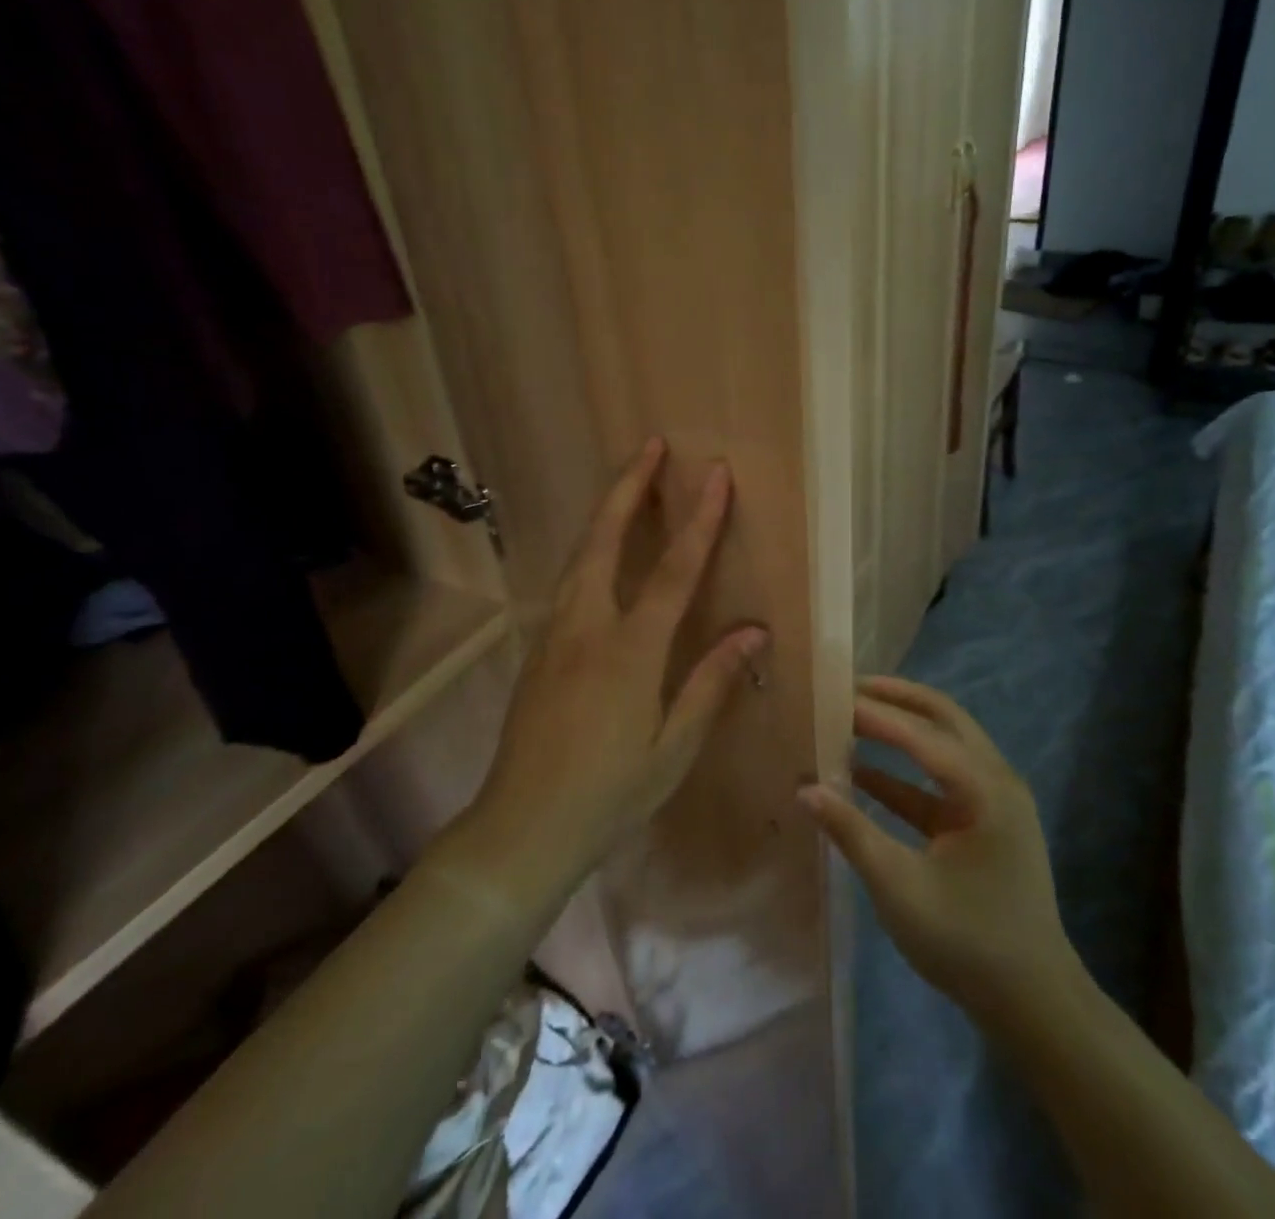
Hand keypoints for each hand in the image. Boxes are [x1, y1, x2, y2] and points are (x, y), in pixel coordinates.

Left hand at [470, 437, 766, 884]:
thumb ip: (711, 682)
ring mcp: (554, 636)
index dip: (699, 519)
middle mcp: (587, 628)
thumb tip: (753, 631)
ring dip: (605, 513)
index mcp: (629, 651)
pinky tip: (599, 554)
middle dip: (629, 487)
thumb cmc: (609, 795)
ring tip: (627, 485)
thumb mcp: (673, 748)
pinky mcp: (538, 651)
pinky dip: (589, 550)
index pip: (673, 571)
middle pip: (605, 540)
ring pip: (579, 556)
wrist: (521, 830)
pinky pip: (567, 584)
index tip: (715, 475)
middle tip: (649, 445)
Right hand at [800, 677, 1079, 1018]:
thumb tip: (805, 789)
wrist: (1032, 1003)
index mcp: (985, 789)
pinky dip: (905, 772)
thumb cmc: (967, 942)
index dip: (875, 714)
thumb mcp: (900, 888)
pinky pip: (941, 781)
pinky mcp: (984, 822)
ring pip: (944, 744)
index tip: (833, 696)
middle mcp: (996, 780)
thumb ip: (852, 832)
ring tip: (852, 717)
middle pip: (943, 719)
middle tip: (848, 687)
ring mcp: (994, 800)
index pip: (922, 734)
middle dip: (896, 700)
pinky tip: (862, 774)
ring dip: (901, 729)